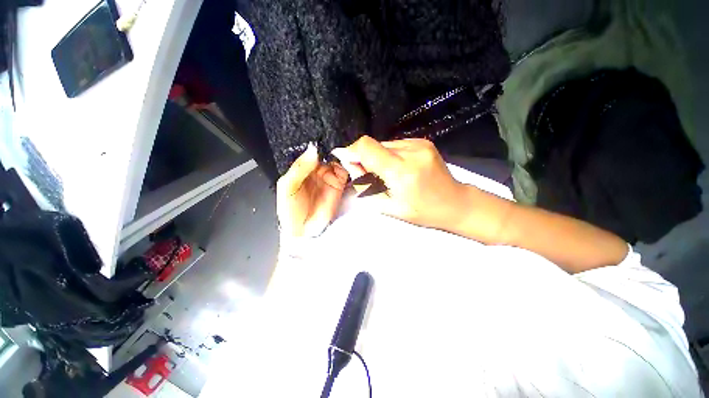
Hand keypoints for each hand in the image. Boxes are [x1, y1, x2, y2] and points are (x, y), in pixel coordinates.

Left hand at [276, 143, 348, 237]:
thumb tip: (313, 149)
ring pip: (339, 160)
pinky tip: (350, 163)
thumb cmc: (290, 210)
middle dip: (334, 147)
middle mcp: (317, 170)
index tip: (327, 138)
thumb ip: (300, 167)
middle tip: (340, 144)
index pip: (313, 150)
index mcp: (303, 167)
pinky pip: (346, 172)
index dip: (321, 144)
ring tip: (347, 153)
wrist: (304, 231)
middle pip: (328, 153)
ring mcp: (330, 177)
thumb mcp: (288, 186)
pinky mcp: (340, 185)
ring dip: (344, 155)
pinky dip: (350, 166)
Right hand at [332, 136, 465, 229]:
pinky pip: (396, 145)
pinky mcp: (423, 142)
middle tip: (371, 176)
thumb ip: (365, 185)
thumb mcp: (388, 206)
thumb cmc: (421, 211)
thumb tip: (351, 164)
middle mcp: (411, 151)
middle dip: (365, 158)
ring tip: (389, 174)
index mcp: (401, 171)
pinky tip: (399, 168)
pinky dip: (391, 155)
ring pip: (384, 144)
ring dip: (379, 157)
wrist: (455, 203)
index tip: (347, 161)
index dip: (352, 151)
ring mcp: (419, 144)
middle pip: (374, 145)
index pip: (367, 147)